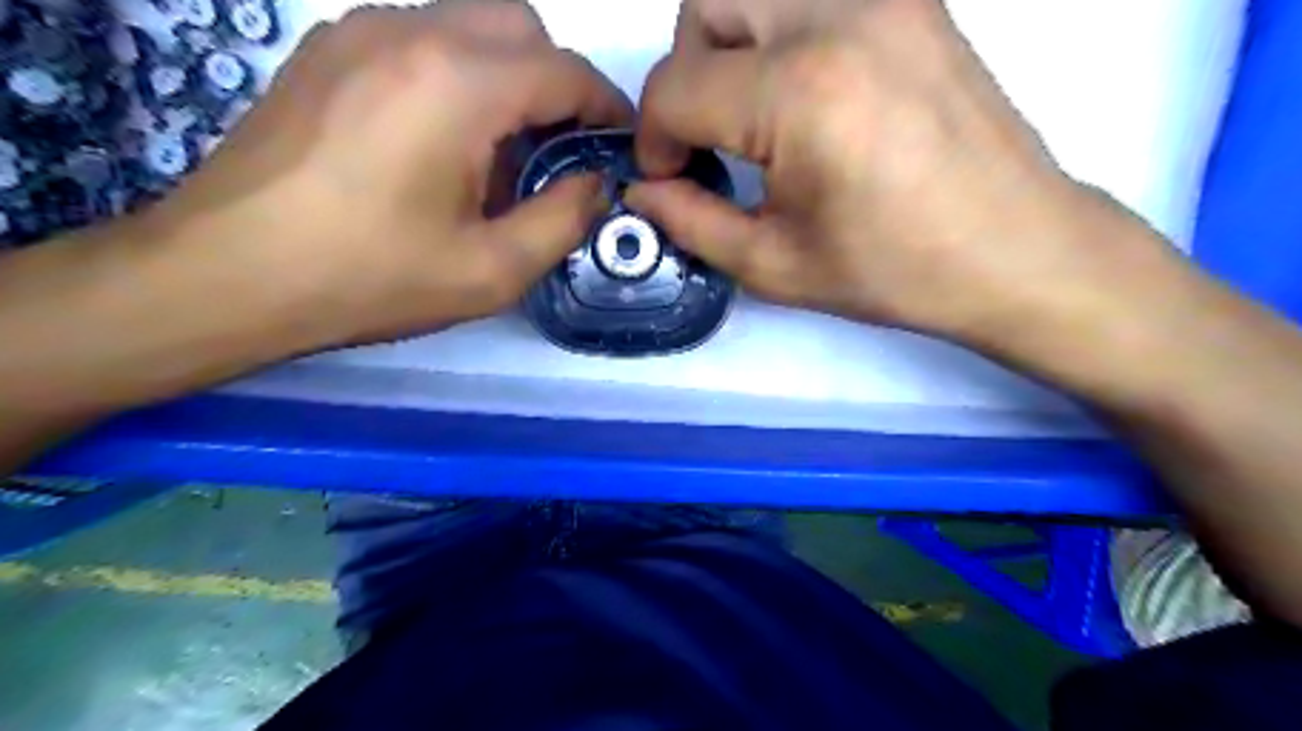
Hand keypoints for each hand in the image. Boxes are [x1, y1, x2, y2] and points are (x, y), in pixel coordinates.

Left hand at [153, 1, 632, 345]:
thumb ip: (563, 221)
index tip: (617, 145)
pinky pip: (419, 37)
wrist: (229, 273)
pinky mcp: (326, 50)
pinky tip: (441, 138)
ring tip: (499, 151)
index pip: (565, 71)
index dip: (605, 106)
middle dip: (557, 83)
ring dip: (507, 75)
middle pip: (520, 26)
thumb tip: (595, 185)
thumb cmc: (370, 279)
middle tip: (558, 150)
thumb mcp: (491, 271)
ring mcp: (358, 31)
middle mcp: (411, 32)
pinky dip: (456, 72)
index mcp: (459, 85)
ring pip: (469, 24)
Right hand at [630, 0, 1182, 344]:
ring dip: (732, 44)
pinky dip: (785, 33)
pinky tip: (807, 94)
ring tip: (757, 112)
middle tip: (712, 136)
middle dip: (688, 73)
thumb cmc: (894, 271)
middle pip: (708, 5)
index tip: (671, 178)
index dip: (655, 139)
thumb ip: (691, 222)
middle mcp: (838, 16)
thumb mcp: (775, 264)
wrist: (1015, 248)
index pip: (676, 87)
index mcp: (799, 94)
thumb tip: (643, 192)